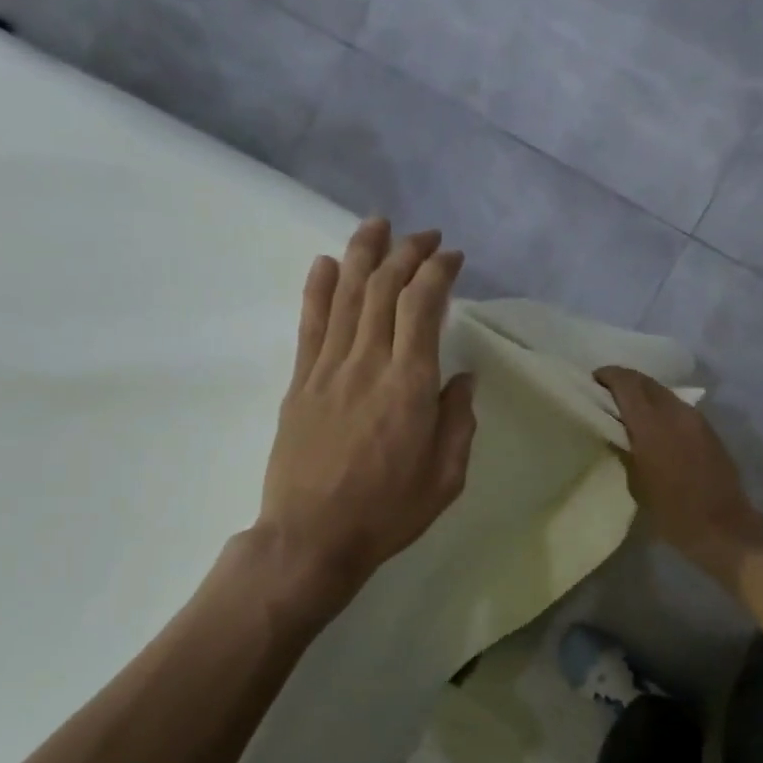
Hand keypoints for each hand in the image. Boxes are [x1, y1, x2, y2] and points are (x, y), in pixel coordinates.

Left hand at [256, 218, 476, 608]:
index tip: (453, 258)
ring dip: (363, 253)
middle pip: (384, 289)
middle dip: (407, 253)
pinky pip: (309, 323)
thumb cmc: (388, 513)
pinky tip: (326, 263)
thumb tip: (463, 379)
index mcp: (410, 386)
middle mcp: (368, 364)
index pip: (423, 307)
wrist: (312, 537)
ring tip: (378, 225)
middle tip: (425, 236)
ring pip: (345, 294)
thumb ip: (458, 422)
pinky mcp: (300, 382)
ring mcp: (328, 369)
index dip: (438, 272)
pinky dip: (318, 288)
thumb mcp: (446, 477)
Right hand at [594, 366, 762, 587]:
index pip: (627, 383)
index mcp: (652, 423)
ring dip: (645, 396)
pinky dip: (661, 409)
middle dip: (625, 382)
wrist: (722, 525)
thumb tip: (616, 432)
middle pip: (646, 382)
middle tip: (606, 394)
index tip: (593, 381)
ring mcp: (696, 418)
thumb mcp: (636, 482)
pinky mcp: (708, 429)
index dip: (608, 376)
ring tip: (628, 411)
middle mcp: (675, 411)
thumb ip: (625, 449)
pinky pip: (678, 408)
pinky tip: (653, 428)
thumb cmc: (672, 511)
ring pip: (664, 394)